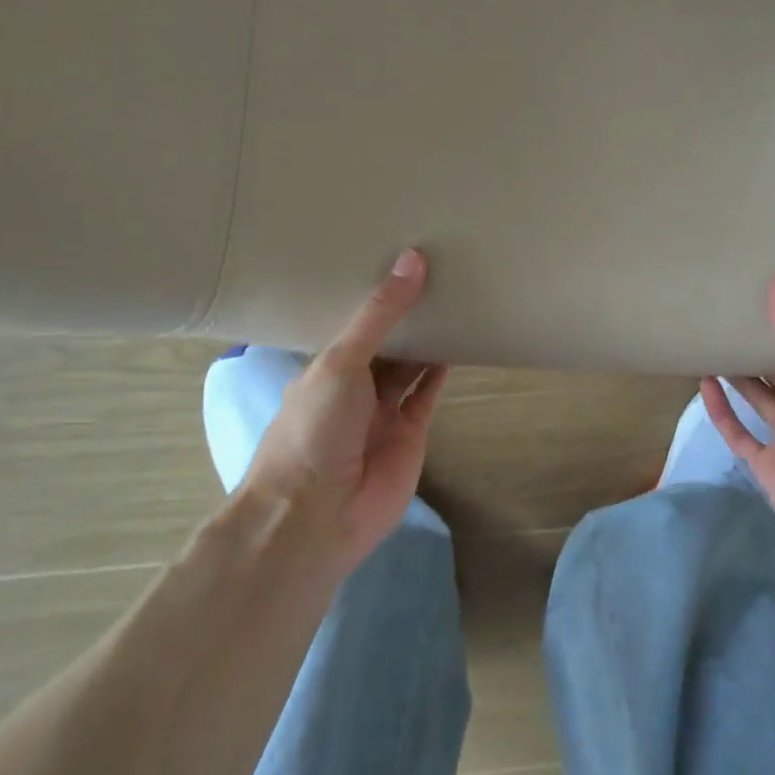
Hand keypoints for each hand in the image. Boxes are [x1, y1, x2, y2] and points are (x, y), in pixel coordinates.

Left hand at [242, 249, 449, 570]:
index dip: (379, 295)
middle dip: (408, 314)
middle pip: (387, 342)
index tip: (404, 257)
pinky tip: (460, 340)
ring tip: (455, 297)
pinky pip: (428, 393)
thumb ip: (379, 315)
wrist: (316, 517)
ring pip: (410, 365)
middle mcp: (354, 386)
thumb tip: (412, 258)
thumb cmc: (314, 429)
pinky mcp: (412, 433)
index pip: (356, 323)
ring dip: (428, 338)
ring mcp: (383, 411)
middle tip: (441, 270)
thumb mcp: (341, 361)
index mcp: (325, 366)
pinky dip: (442, 369)